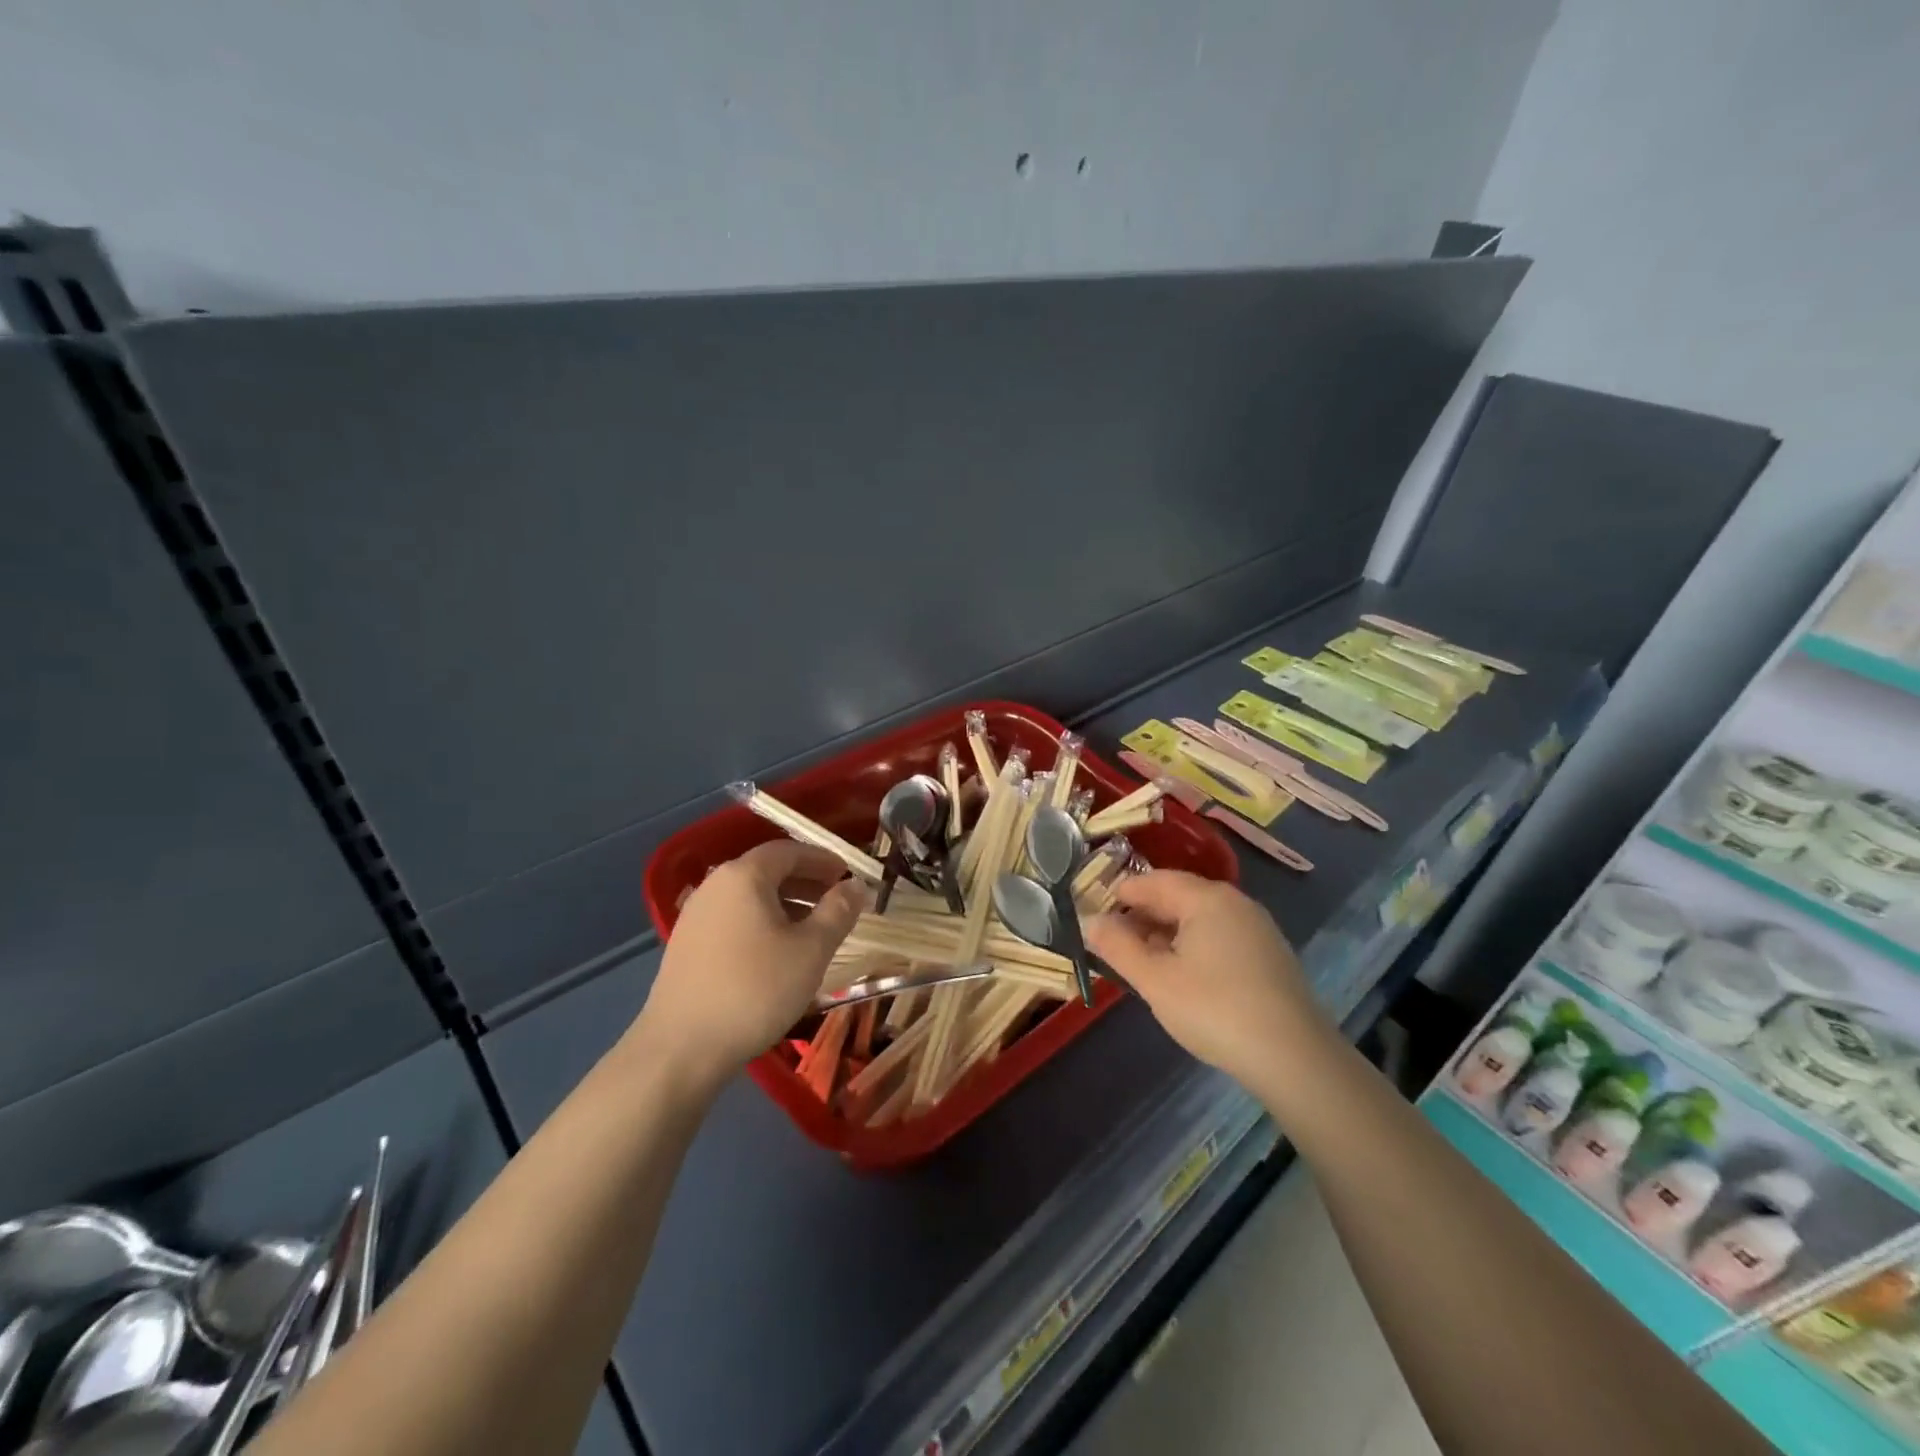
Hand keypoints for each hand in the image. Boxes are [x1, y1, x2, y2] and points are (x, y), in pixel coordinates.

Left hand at [632, 842, 867, 1088]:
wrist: (681, 1049)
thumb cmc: (756, 990)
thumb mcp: (811, 950)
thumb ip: (838, 911)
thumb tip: (855, 885)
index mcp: (744, 875)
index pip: (789, 850)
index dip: (822, 859)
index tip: (847, 874)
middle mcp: (715, 884)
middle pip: (767, 870)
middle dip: (805, 881)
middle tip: (836, 900)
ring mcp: (695, 915)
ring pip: (749, 896)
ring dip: (785, 903)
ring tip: (813, 928)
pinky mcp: (686, 944)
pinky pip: (733, 918)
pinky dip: (761, 922)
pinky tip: (776, 951)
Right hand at [1084, 870, 1329, 1089]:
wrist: (1295, 1059)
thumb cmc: (1215, 1010)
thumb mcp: (1155, 980)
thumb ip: (1118, 946)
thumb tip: (1091, 921)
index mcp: (1206, 898)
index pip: (1152, 880)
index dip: (1119, 894)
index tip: (1092, 914)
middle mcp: (1234, 902)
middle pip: (1177, 896)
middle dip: (1141, 915)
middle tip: (1111, 942)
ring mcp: (1256, 928)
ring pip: (1198, 919)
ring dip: (1165, 933)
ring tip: (1140, 961)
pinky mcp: (1269, 955)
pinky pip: (1218, 937)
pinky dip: (1191, 946)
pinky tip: (1181, 976)